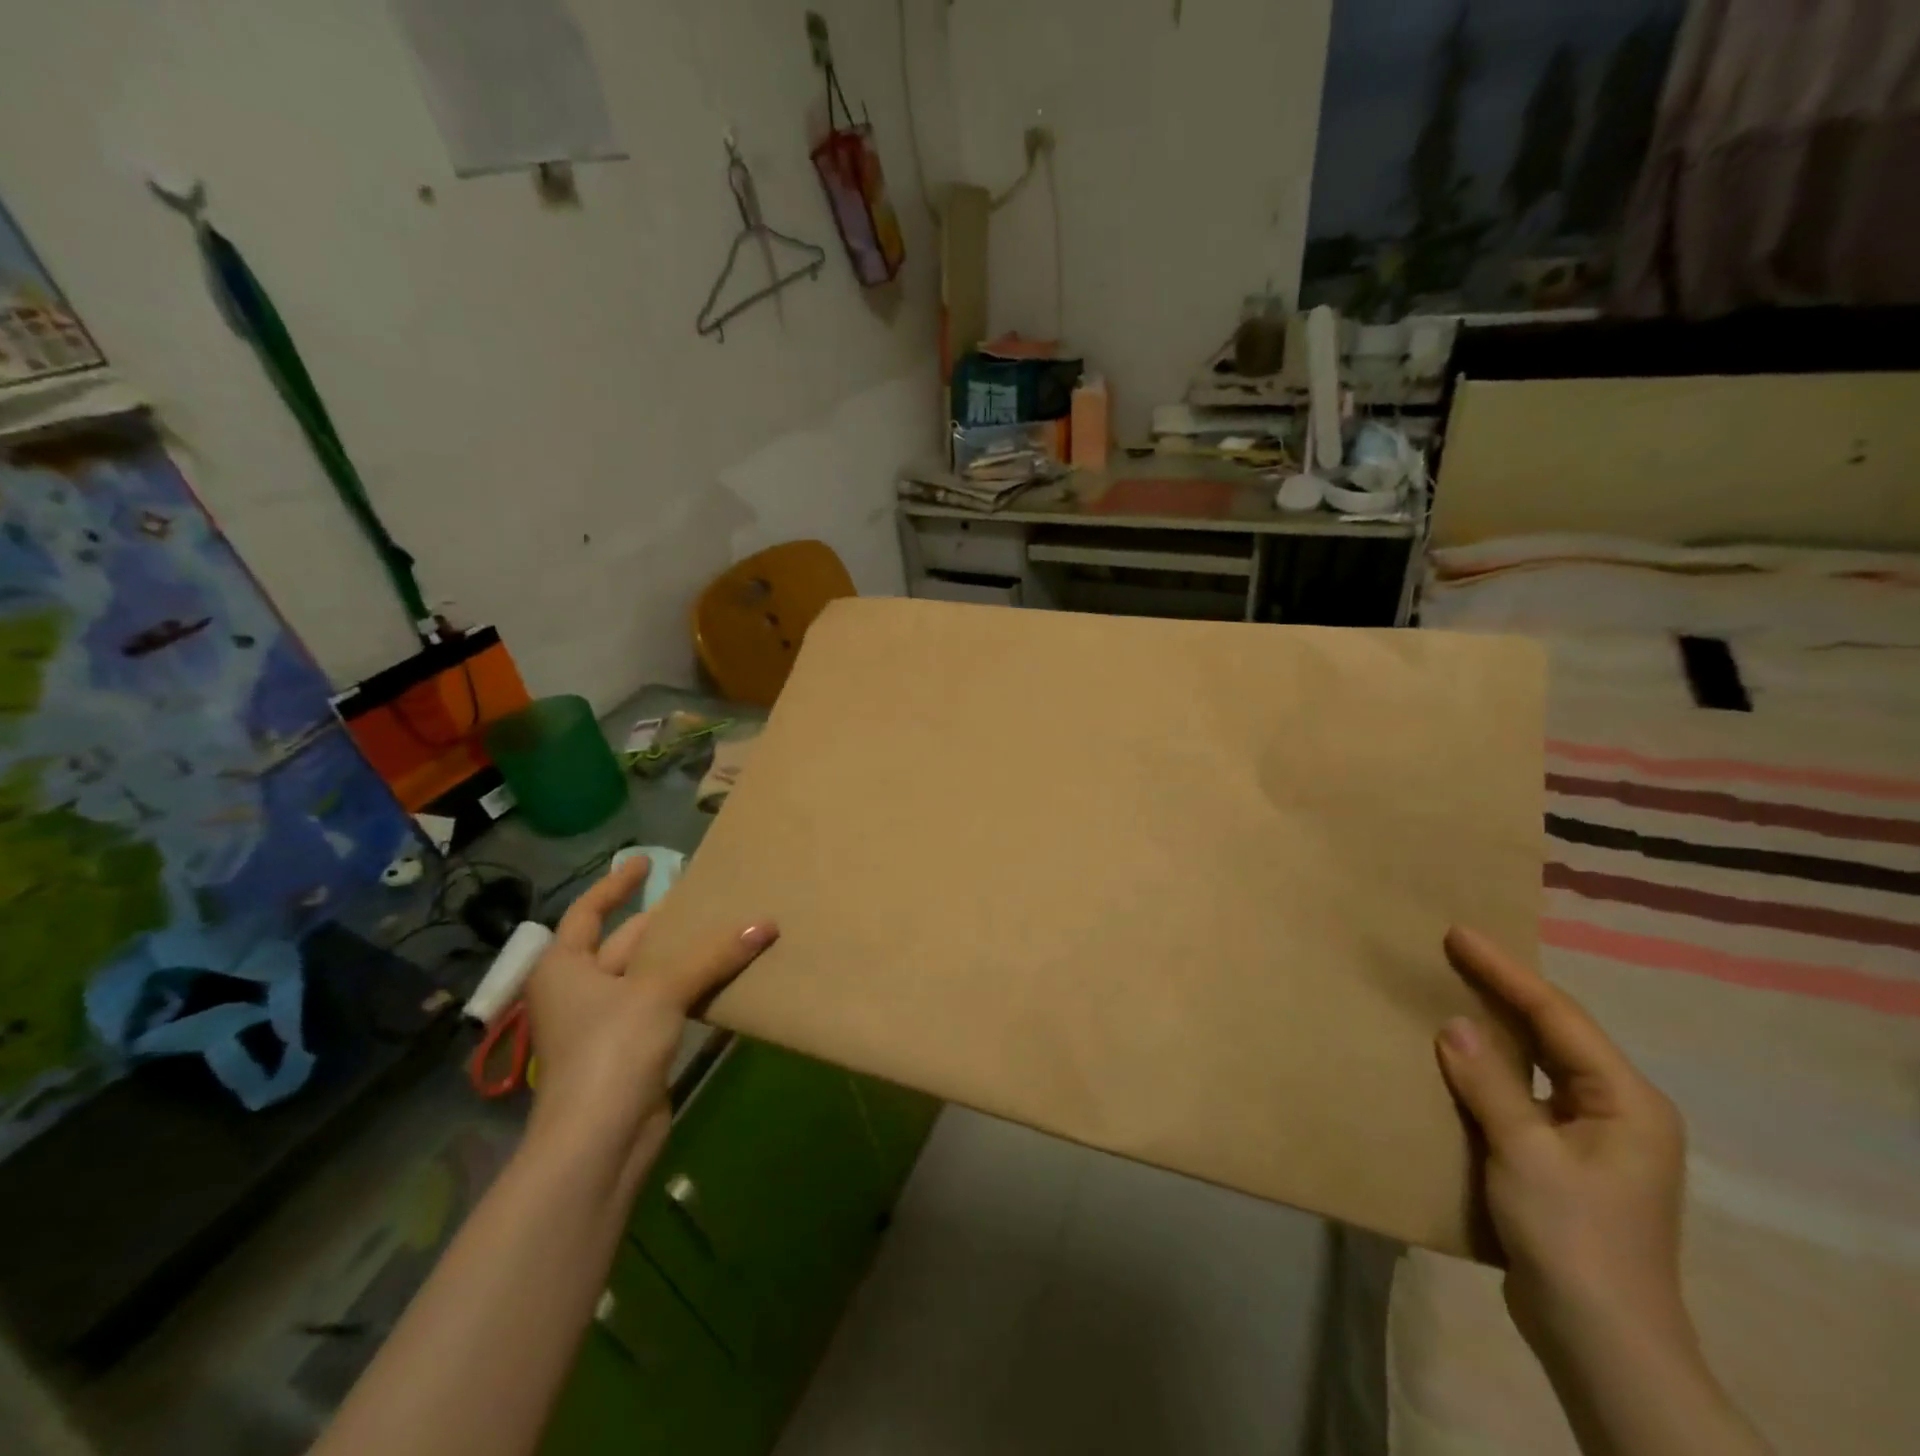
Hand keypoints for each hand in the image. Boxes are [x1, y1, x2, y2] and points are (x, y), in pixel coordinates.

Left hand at [522, 857, 776, 1185]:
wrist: (598, 1142)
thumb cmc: (612, 1049)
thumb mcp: (662, 991)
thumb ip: (714, 955)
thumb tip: (766, 924)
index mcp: (564, 967)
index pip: (588, 912)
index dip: (615, 884)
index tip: (644, 861)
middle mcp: (578, 989)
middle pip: (624, 942)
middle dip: (662, 922)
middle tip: (702, 896)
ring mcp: (604, 1023)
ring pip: (648, 975)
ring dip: (682, 957)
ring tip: (723, 928)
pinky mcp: (630, 1049)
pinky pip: (663, 1004)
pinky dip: (689, 988)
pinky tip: (722, 975)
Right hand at [1435, 926, 1690, 1368]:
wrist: (1601, 1339)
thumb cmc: (1573, 1237)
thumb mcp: (1526, 1153)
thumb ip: (1490, 1083)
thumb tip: (1454, 1023)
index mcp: (1627, 1101)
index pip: (1559, 1016)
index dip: (1505, 971)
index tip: (1458, 934)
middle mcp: (1618, 1111)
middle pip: (1554, 1033)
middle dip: (1504, 990)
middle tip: (1452, 952)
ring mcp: (1593, 1138)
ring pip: (1538, 1062)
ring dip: (1496, 1028)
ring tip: (1449, 991)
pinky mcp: (1565, 1159)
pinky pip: (1523, 1093)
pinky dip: (1490, 1069)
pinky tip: (1456, 1059)